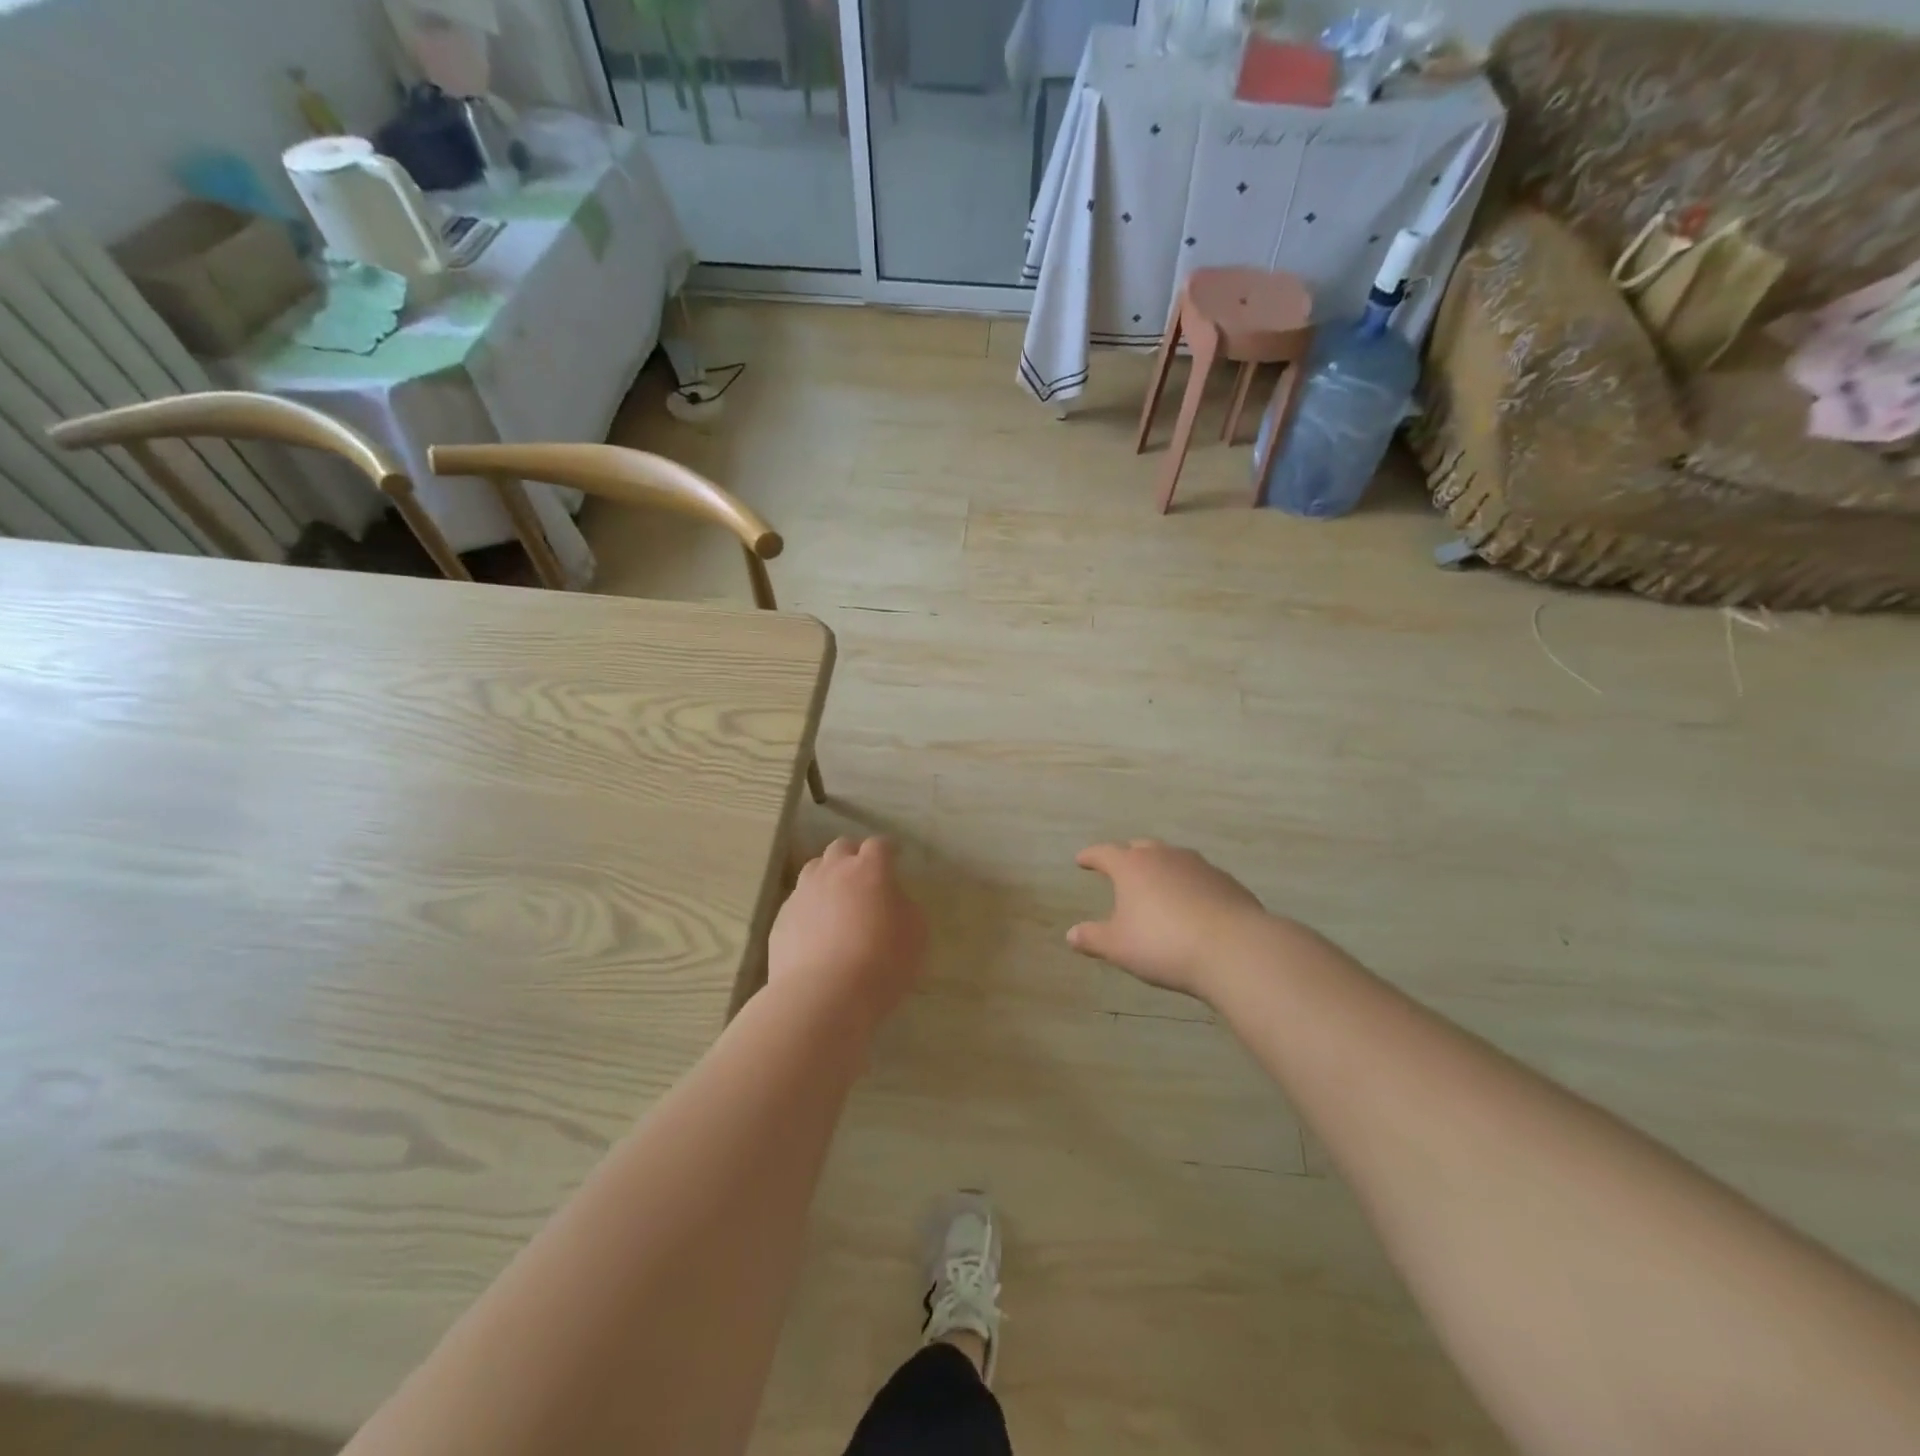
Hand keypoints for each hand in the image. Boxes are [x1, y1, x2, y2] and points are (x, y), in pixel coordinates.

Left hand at [769, 837, 926, 1025]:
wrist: (822, 997)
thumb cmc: (881, 963)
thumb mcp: (916, 934)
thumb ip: (905, 907)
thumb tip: (892, 901)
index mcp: (868, 870)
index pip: (879, 845)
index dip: (888, 849)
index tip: (895, 856)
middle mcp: (832, 873)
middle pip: (841, 848)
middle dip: (854, 855)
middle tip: (864, 875)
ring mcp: (802, 894)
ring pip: (814, 870)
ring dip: (828, 876)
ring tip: (837, 898)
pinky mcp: (781, 920)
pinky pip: (798, 902)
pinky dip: (810, 907)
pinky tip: (816, 930)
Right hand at [1067, 840, 1268, 1000]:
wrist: (1234, 948)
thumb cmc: (1163, 944)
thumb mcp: (1118, 947)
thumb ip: (1093, 938)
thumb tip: (1071, 934)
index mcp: (1131, 866)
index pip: (1104, 853)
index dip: (1091, 856)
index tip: (1081, 860)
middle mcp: (1164, 856)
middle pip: (1140, 847)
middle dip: (1127, 855)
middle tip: (1120, 867)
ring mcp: (1198, 865)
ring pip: (1172, 858)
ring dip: (1161, 868)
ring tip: (1157, 885)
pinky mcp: (1226, 881)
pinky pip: (1199, 876)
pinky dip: (1189, 884)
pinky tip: (1191, 903)